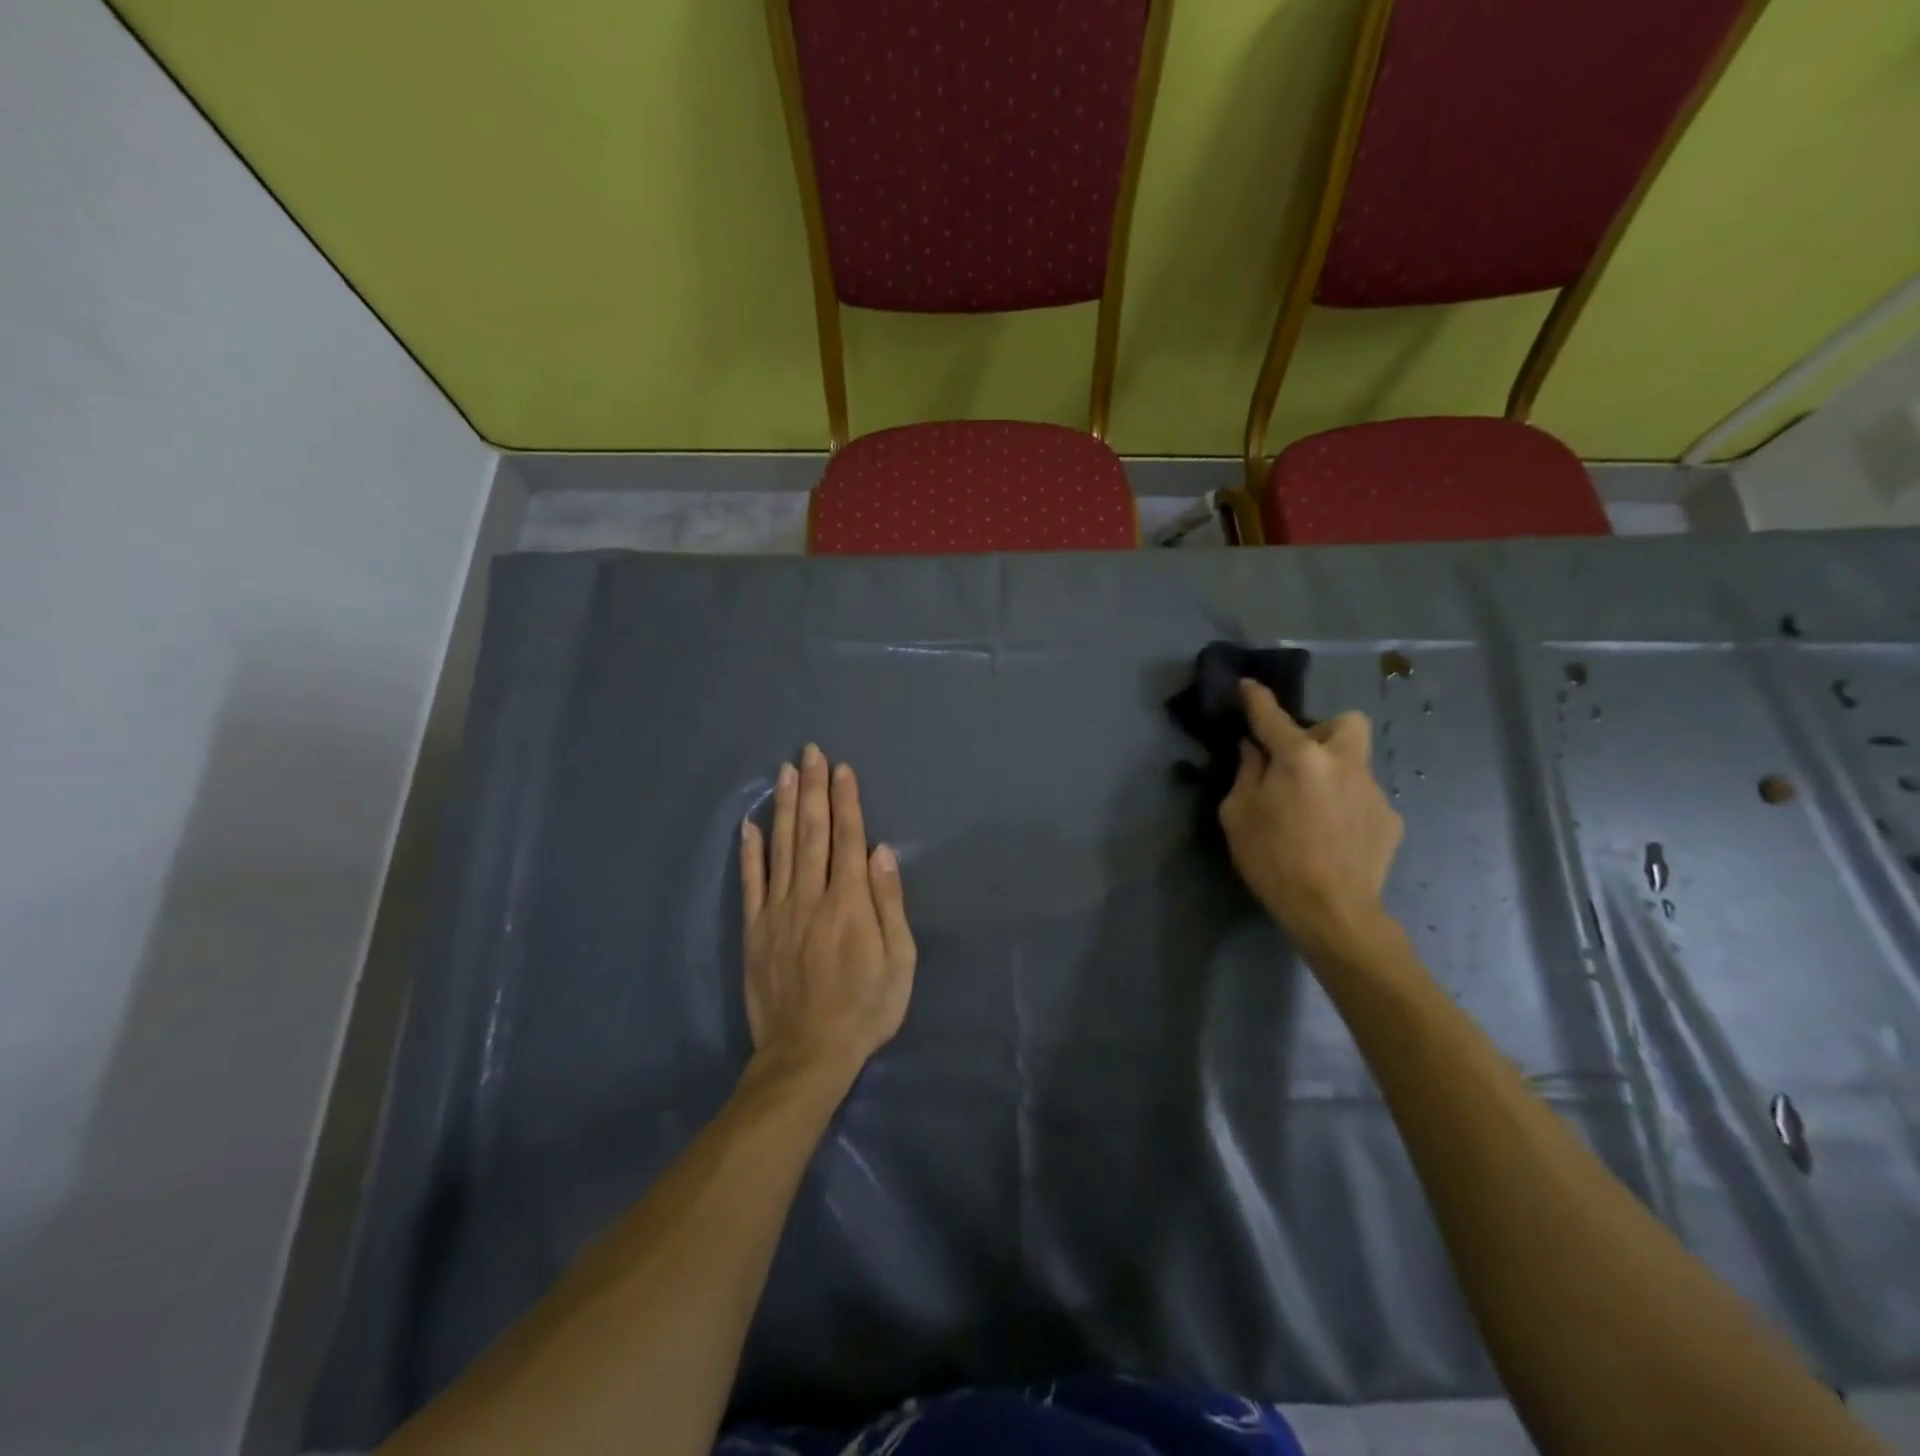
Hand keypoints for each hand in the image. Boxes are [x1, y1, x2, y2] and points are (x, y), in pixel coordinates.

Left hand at [739, 745, 915, 1083]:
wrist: (808, 1054)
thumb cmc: (865, 1008)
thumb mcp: (899, 962)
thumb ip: (889, 904)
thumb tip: (881, 852)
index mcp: (849, 902)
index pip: (847, 838)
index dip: (844, 800)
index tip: (841, 768)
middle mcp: (811, 896)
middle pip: (811, 831)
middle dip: (812, 788)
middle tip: (810, 752)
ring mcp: (777, 911)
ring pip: (779, 847)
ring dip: (782, 806)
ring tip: (784, 771)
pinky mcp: (754, 930)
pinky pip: (750, 883)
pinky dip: (748, 852)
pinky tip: (747, 825)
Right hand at [1219, 680, 1403, 957]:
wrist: (1333, 912)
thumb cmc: (1274, 860)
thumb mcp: (1238, 816)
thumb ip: (1247, 775)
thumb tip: (1254, 750)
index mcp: (1300, 758)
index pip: (1273, 716)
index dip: (1256, 698)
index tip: (1247, 685)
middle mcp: (1343, 763)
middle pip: (1345, 723)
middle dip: (1323, 731)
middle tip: (1299, 760)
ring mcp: (1373, 790)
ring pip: (1356, 763)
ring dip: (1334, 773)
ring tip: (1314, 808)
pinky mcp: (1390, 819)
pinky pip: (1364, 798)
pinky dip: (1347, 806)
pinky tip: (1334, 835)